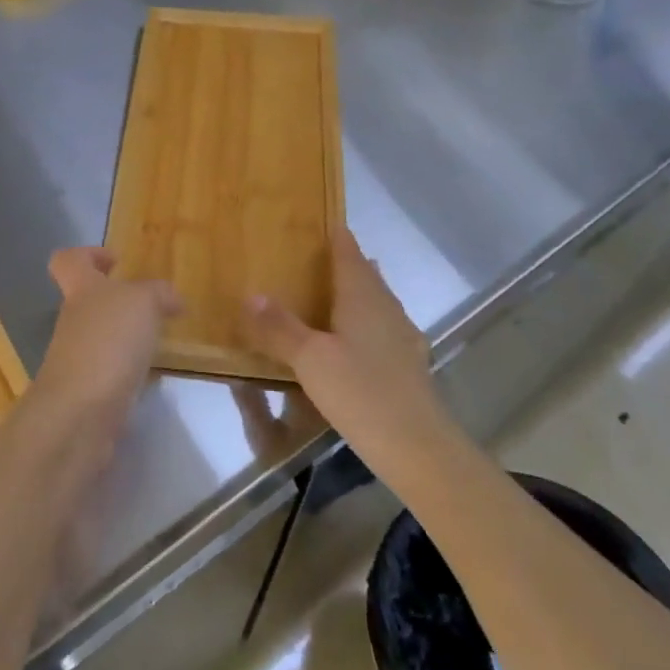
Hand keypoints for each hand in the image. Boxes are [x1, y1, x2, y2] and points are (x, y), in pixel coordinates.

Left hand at [29, 248, 180, 432]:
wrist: (80, 413)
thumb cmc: (108, 342)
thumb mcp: (143, 303)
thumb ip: (158, 293)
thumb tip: (171, 299)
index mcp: (81, 290)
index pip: (68, 261)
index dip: (88, 255)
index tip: (117, 261)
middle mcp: (74, 322)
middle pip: (88, 302)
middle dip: (120, 303)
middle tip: (155, 308)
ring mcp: (78, 359)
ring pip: (102, 338)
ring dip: (127, 338)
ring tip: (161, 342)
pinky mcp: (88, 392)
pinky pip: (111, 372)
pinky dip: (131, 371)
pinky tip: (154, 377)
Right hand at [241, 230, 450, 473]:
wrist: (417, 446)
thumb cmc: (360, 392)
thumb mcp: (309, 359)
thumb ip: (280, 327)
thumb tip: (251, 293)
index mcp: (363, 297)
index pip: (349, 254)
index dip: (336, 237)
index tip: (321, 222)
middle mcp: (386, 309)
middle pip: (366, 275)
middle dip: (346, 263)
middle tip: (317, 258)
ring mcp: (402, 338)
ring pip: (377, 303)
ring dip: (357, 293)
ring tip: (331, 294)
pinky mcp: (408, 366)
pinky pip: (383, 329)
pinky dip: (365, 324)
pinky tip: (355, 342)